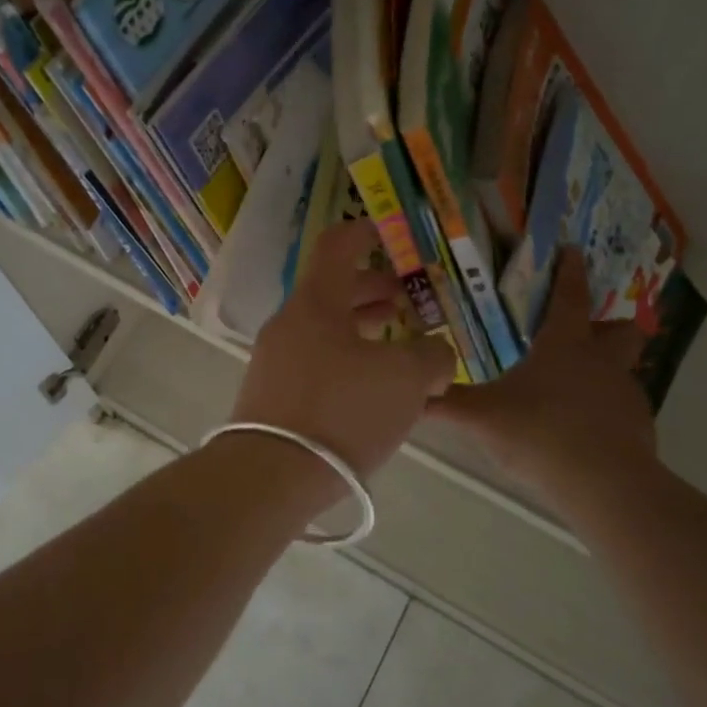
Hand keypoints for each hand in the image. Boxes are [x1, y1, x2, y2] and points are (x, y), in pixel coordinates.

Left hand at [231, 220, 457, 475]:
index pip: (337, 246)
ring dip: (362, 328)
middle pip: (332, 290)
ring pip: (324, 328)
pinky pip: (315, 361)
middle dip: (373, 290)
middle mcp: (290, 323)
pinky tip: (371, 387)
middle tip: (407, 300)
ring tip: (396, 342)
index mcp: (317, 302)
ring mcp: (275, 359)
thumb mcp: (406, 380)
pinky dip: (346, 359)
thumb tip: (434, 356)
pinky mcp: (272, 394)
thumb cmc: (342, 411)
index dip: (364, 232)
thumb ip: (432, 358)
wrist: (271, 474)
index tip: (388, 233)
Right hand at [429, 247, 658, 504]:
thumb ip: (445, 404)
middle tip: (584, 333)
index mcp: (565, 345)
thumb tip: (412, 391)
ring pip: (623, 370)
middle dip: (607, 324)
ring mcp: (626, 395)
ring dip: (603, 372)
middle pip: (620, 329)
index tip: (574, 250)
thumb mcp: (481, 418)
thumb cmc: (540, 434)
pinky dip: (605, 412)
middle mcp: (601, 361)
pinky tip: (581, 432)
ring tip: (571, 392)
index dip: (570, 271)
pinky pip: (622, 409)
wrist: (605, 486)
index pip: (570, 297)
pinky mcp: (639, 428)